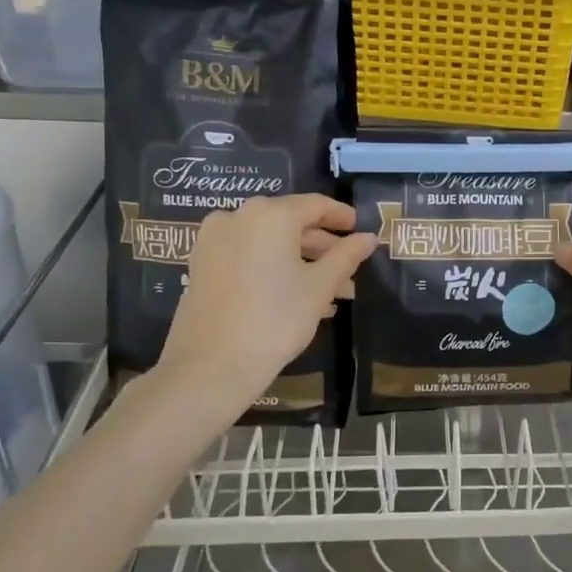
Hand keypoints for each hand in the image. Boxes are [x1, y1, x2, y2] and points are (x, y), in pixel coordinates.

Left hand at [152, 195, 376, 417]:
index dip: (341, 217)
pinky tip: (295, 297)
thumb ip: (347, 256)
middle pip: (290, 224)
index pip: (315, 205)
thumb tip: (369, 237)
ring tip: (330, 293)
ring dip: (300, 263)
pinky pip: (247, 257)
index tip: (360, 230)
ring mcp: (214, 241)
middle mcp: (238, 217)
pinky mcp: (201, 266)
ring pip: (268, 243)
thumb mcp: (320, 287)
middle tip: (349, 272)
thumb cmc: (275, 319)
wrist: (211, 366)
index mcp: (270, 215)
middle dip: (323, 248)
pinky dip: (272, 269)